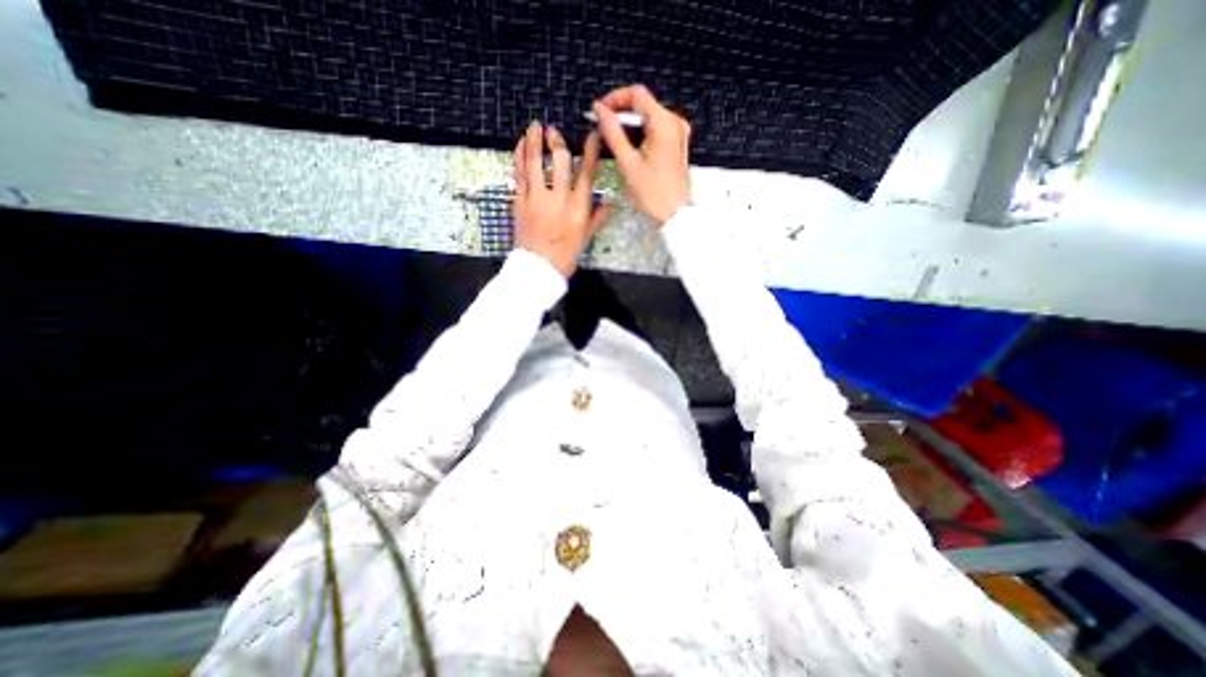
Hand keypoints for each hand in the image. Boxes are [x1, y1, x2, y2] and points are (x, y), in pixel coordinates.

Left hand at [512, 121, 614, 277]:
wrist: (538, 269)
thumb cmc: (566, 255)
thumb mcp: (586, 237)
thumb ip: (598, 217)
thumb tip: (610, 202)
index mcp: (578, 208)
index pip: (587, 172)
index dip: (590, 150)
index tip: (592, 134)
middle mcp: (559, 198)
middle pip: (559, 160)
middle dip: (557, 141)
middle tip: (554, 131)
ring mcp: (536, 198)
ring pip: (534, 162)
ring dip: (534, 141)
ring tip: (534, 127)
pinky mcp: (519, 201)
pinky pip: (518, 174)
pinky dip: (518, 157)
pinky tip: (520, 145)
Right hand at [593, 85, 686, 223]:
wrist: (675, 215)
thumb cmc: (652, 193)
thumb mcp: (628, 163)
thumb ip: (612, 133)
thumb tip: (599, 110)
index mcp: (663, 122)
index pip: (637, 93)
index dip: (615, 98)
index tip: (599, 112)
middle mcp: (674, 122)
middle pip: (644, 104)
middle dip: (621, 112)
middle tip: (603, 128)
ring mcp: (679, 133)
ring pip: (650, 117)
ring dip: (630, 124)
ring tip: (614, 139)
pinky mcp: (678, 145)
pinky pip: (657, 129)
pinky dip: (642, 133)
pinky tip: (631, 147)